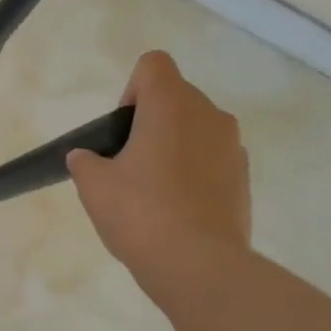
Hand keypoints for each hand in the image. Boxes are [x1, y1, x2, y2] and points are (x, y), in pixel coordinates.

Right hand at [67, 51, 250, 279]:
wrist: (198, 265)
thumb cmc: (139, 212)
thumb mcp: (93, 185)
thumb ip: (85, 161)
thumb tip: (87, 158)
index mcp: (171, 104)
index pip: (153, 65)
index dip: (131, 90)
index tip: (121, 130)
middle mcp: (209, 115)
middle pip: (175, 98)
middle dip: (150, 122)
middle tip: (128, 165)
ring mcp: (233, 147)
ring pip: (196, 130)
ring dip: (174, 147)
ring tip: (153, 192)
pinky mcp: (245, 178)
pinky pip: (212, 160)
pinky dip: (194, 173)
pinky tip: (177, 210)